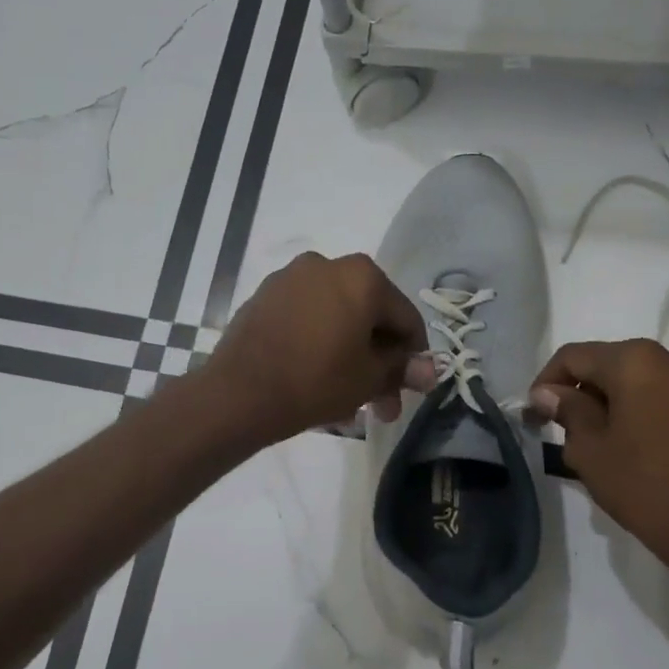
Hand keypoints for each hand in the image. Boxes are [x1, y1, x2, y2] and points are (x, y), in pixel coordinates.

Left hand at [205, 252, 431, 444]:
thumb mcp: (369, 378)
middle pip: (368, 316)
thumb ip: (402, 368)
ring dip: (349, 356)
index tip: (411, 388)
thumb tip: (430, 371)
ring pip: (336, 319)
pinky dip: (319, 344)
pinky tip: (318, 380)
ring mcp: (290, 278)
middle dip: (378, 362)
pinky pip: (306, 319)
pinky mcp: (264, 297)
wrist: (239, 393)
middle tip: (381, 403)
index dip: (414, 356)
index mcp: (362, 276)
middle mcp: (327, 264)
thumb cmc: (316, 380)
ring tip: (349, 401)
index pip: (405, 317)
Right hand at [529, 339, 668, 578]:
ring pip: (646, 380)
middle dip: (585, 390)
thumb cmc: (644, 486)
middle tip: (565, 426)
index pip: (575, 356)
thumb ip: (567, 410)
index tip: (534, 412)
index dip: (547, 381)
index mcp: (636, 361)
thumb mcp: (589, 450)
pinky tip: (645, 446)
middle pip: (613, 363)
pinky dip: (651, 411)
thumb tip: (548, 393)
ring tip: (606, 437)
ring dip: (620, 400)